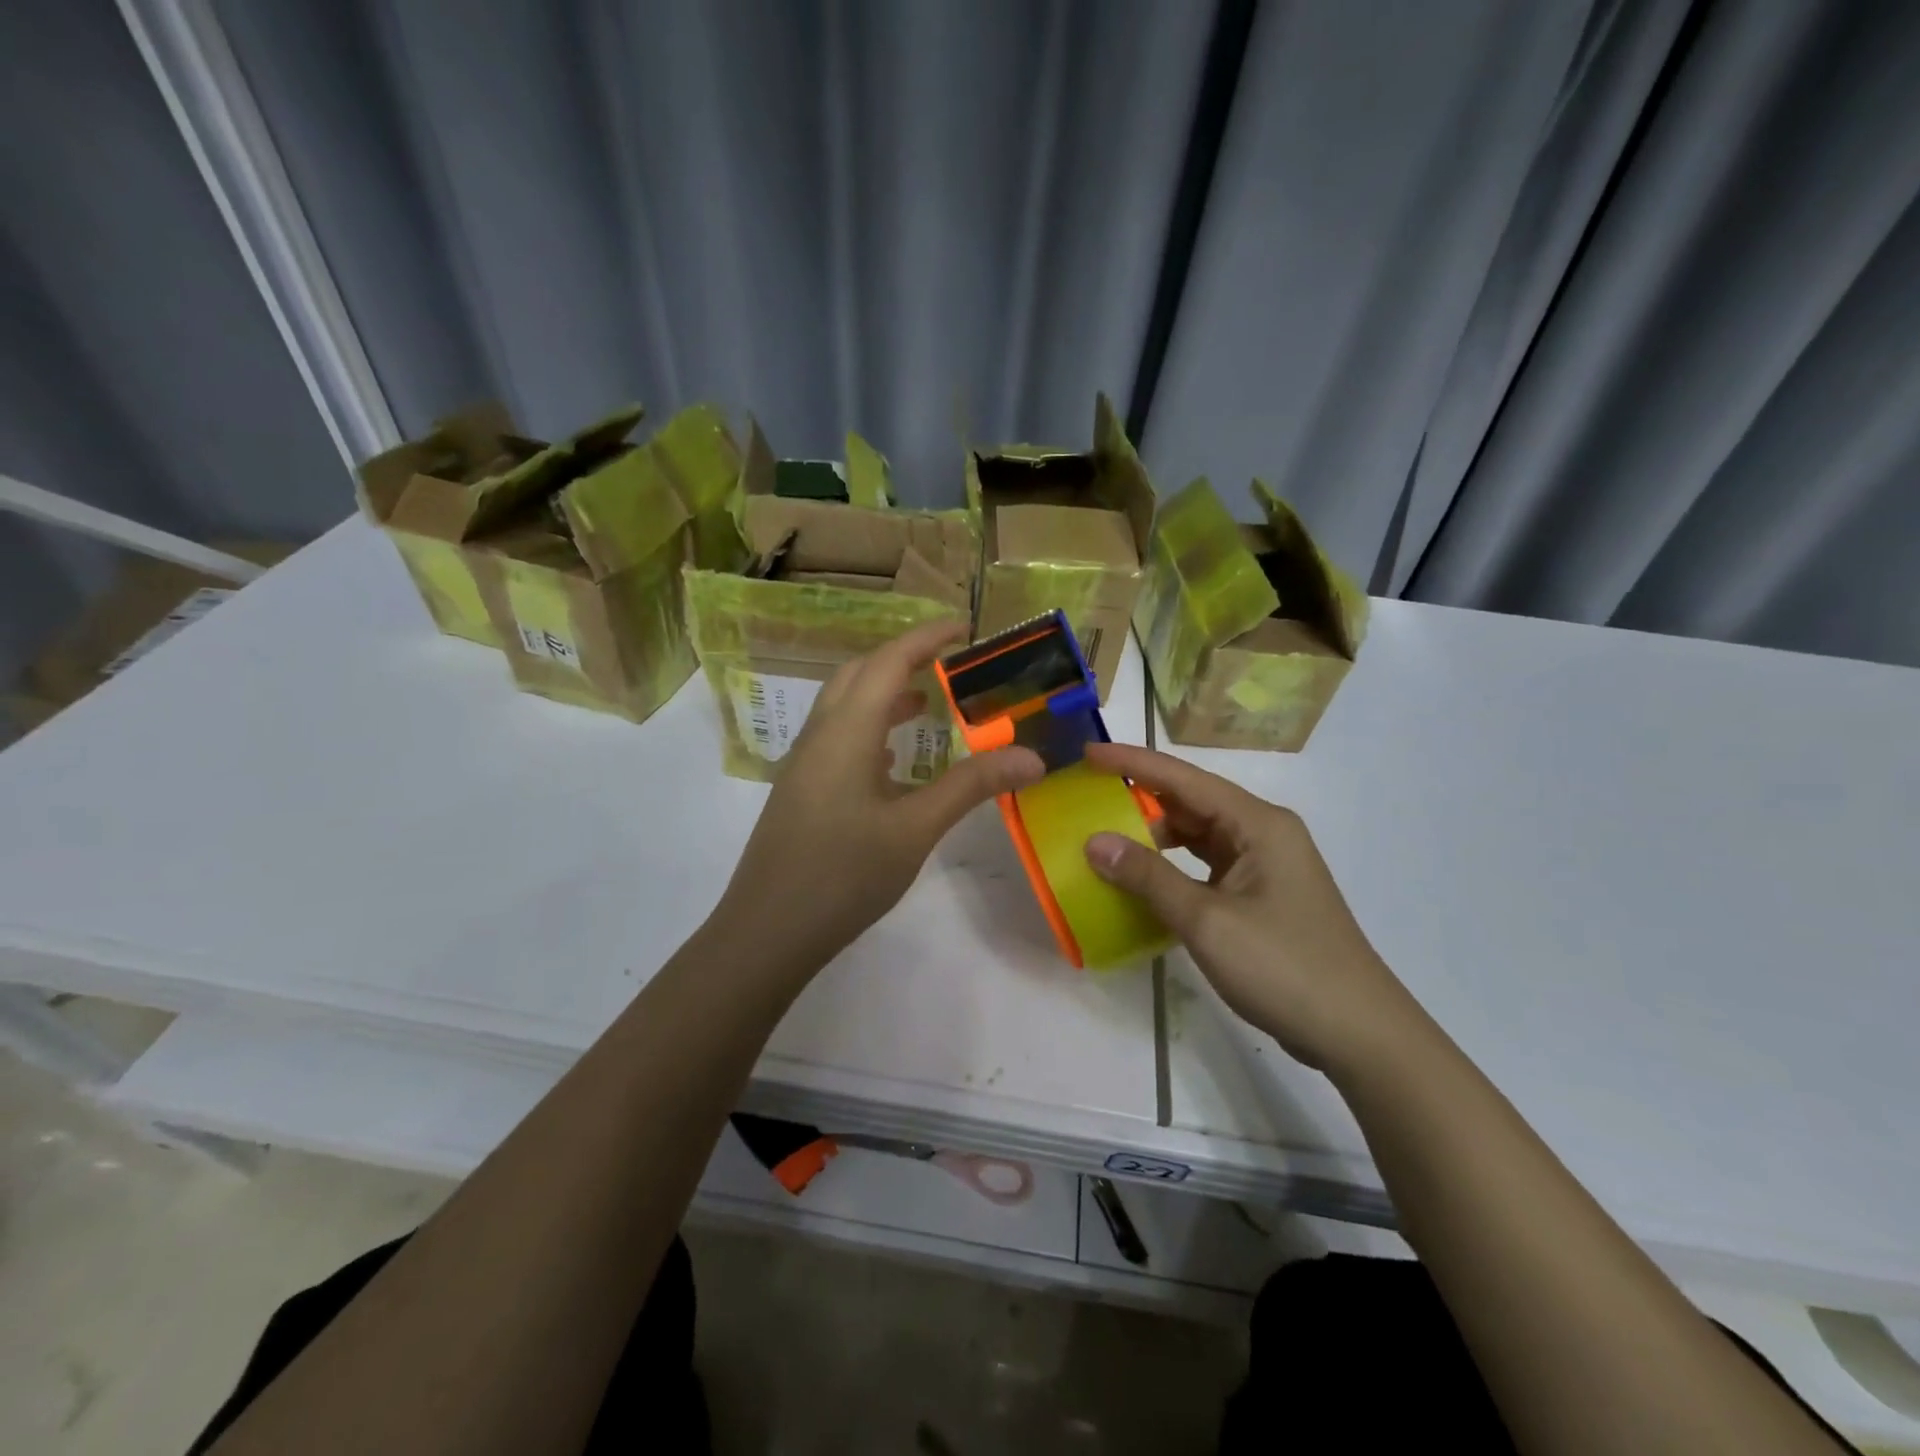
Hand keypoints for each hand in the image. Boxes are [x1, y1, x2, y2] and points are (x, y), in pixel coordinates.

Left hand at [714, 621, 1045, 973]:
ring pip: (845, 706)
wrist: (767, 931)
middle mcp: (820, 735)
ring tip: (928, 702)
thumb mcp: (915, 830)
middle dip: (902, 658)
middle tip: (949, 662)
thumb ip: (971, 787)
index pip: (888, 663)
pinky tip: (893, 759)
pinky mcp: (800, 790)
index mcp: (846, 732)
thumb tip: (1031, 757)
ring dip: (884, 693)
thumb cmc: (843, 875)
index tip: (964, 626)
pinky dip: (870, 728)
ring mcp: (804, 763)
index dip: (926, 638)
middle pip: (859, 675)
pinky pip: (838, 738)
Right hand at [1080, 742, 1416, 1072]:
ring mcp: (1264, 866)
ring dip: (1155, 836)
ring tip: (1106, 837)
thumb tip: (1094, 842)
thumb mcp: (1207, 920)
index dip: (1133, 762)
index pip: (1184, 778)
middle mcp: (1263, 834)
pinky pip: (1206, 866)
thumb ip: (1148, 877)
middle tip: (1088, 797)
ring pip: (1198, 836)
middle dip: (1140, 797)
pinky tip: (1142, 880)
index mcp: (1258, 824)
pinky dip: (1172, 868)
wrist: (1358, 1034)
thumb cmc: (1284, 967)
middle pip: (1192, 802)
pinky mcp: (1261, 896)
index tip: (1088, 752)